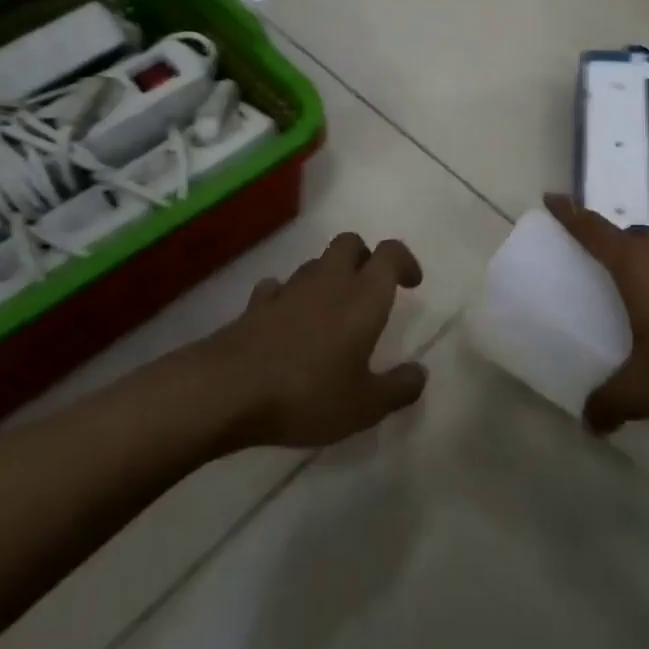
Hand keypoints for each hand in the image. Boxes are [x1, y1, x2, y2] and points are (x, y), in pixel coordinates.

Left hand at [205, 233, 427, 447]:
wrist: (229, 389)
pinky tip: (287, 322)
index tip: (411, 283)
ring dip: (328, 277)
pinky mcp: (257, 303)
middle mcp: (330, 281)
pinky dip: (289, 297)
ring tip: (330, 313)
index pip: (390, 253)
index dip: (405, 261)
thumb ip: (398, 389)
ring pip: (316, 264)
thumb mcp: (364, 406)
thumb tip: (420, 374)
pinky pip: (279, 287)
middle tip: (369, 289)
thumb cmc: (308, 394)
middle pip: (350, 243)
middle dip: (364, 257)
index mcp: (364, 296)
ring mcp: (290, 289)